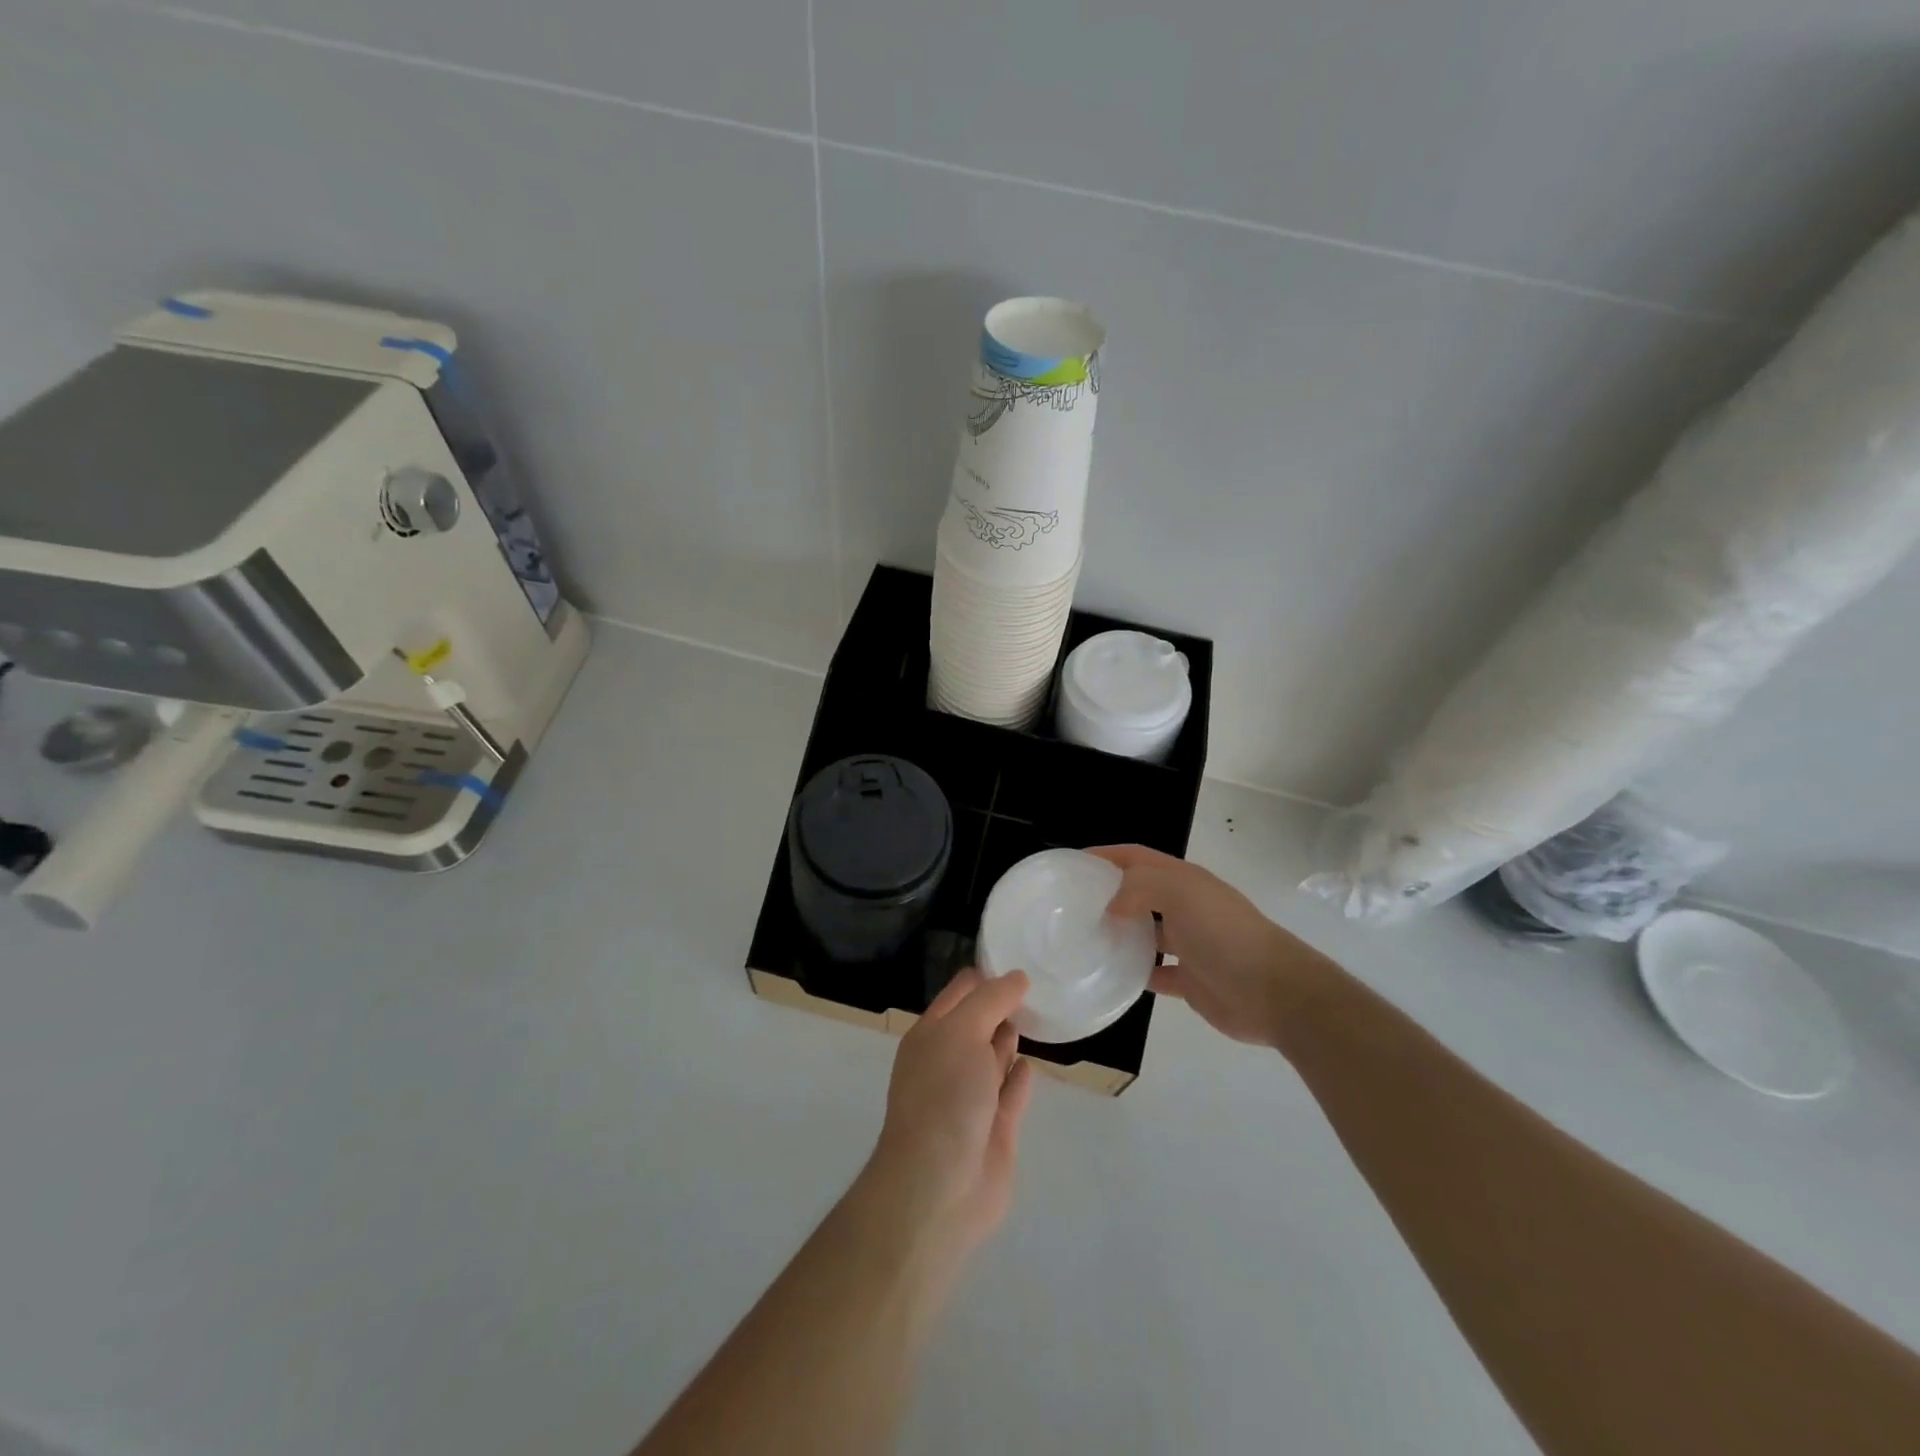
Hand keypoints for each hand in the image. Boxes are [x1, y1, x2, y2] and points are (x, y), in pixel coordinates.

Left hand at [861, 968, 1036, 1258]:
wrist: (939, 1186)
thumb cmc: (944, 1096)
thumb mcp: (962, 1032)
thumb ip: (991, 1001)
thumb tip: (1018, 977)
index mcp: (931, 1034)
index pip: (960, 992)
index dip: (987, 976)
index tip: (1021, 960)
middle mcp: (949, 1061)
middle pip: (979, 1022)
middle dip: (1002, 1005)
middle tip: (1038, 986)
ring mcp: (972, 1097)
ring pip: (994, 1057)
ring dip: (1009, 1039)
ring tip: (1036, 1017)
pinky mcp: (996, 1129)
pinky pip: (1011, 1093)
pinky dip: (1020, 1077)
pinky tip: (1031, 1064)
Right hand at [1091, 844, 1309, 1047]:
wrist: (1273, 991)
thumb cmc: (1223, 932)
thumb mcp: (1179, 892)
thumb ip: (1138, 887)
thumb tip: (1110, 907)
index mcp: (1183, 880)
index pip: (1137, 857)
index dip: (1107, 856)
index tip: (1073, 864)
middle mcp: (1185, 907)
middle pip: (1139, 893)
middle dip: (1108, 894)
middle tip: (1071, 906)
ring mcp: (1188, 944)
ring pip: (1145, 933)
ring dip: (1119, 934)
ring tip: (1083, 940)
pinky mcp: (1190, 980)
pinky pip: (1155, 973)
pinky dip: (1134, 973)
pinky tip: (1110, 975)